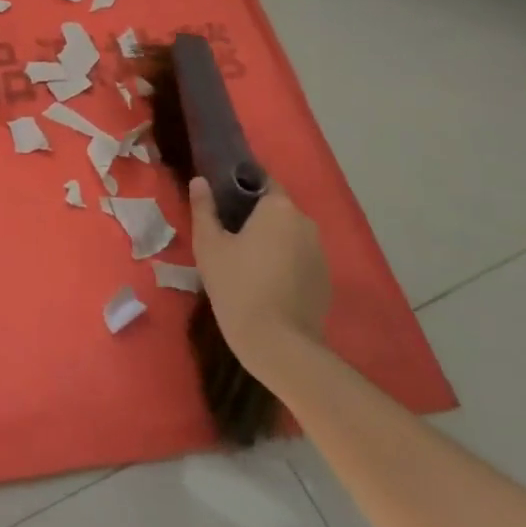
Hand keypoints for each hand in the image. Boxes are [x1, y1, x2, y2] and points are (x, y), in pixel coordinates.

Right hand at [188, 176, 330, 361]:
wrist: (278, 345)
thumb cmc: (237, 286)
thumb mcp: (209, 245)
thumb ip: (204, 208)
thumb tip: (200, 181)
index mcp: (279, 208)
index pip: (262, 181)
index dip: (240, 187)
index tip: (221, 200)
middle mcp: (305, 223)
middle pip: (276, 209)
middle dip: (254, 216)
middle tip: (226, 234)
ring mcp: (320, 253)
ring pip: (288, 235)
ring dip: (269, 241)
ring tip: (243, 261)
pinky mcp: (325, 280)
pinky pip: (299, 259)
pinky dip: (283, 263)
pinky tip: (264, 283)